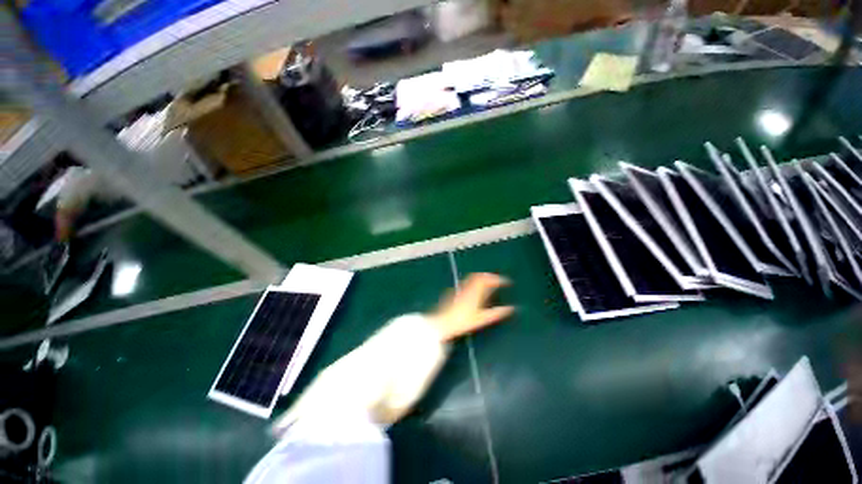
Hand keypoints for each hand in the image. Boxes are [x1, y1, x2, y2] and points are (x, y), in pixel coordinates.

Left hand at [428, 273, 513, 341]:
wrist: (443, 322)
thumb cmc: (463, 321)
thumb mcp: (482, 319)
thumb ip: (496, 313)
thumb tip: (510, 309)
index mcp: (475, 291)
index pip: (487, 280)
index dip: (497, 279)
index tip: (506, 281)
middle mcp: (468, 287)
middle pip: (479, 276)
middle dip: (489, 276)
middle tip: (496, 279)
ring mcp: (460, 288)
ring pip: (472, 278)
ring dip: (481, 278)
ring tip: (488, 282)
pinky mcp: (454, 292)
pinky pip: (467, 282)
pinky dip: (474, 282)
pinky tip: (474, 289)